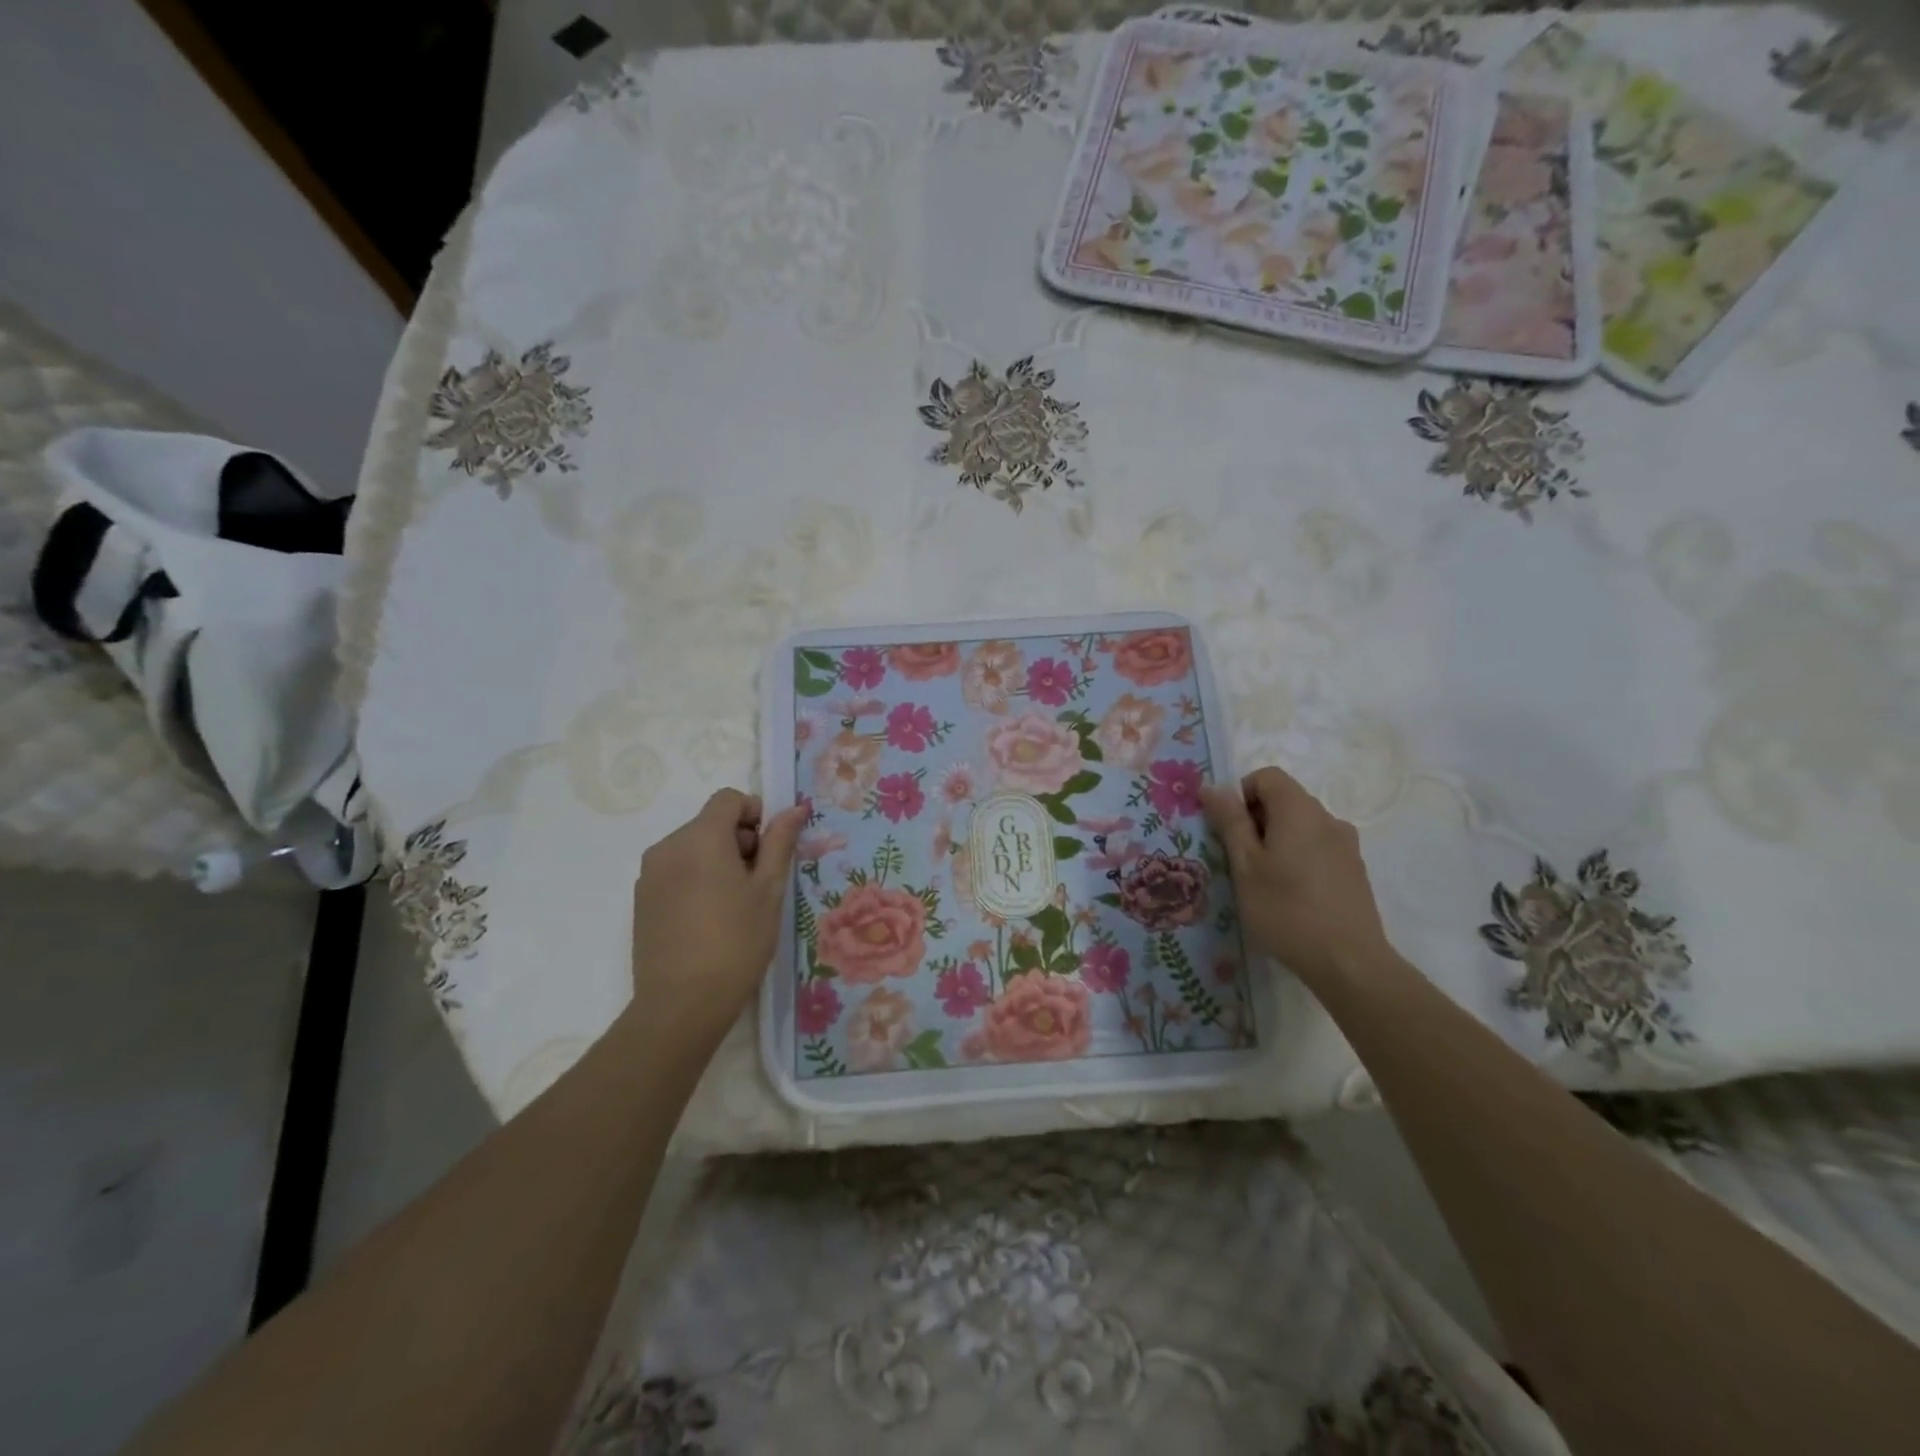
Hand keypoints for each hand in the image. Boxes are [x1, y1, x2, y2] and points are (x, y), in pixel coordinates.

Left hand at [629, 789, 803, 1040]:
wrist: (682, 1004)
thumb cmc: (736, 942)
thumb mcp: (769, 890)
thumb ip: (780, 843)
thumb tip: (794, 809)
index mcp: (701, 838)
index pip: (728, 799)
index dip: (755, 814)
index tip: (769, 850)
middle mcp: (668, 846)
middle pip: (710, 823)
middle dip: (738, 840)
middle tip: (758, 883)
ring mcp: (650, 874)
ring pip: (692, 848)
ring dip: (717, 860)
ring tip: (734, 905)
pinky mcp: (641, 900)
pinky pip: (675, 871)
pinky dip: (696, 879)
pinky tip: (709, 919)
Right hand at [1201, 766, 1391, 985]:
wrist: (1349, 962)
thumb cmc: (1286, 910)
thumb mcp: (1245, 865)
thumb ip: (1230, 821)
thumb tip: (1211, 787)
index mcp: (1299, 810)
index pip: (1266, 776)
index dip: (1241, 795)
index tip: (1230, 831)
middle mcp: (1327, 818)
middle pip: (1284, 800)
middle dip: (1256, 820)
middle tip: (1241, 861)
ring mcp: (1346, 845)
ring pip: (1301, 826)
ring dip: (1277, 841)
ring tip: (1265, 882)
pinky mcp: (1355, 870)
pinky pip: (1318, 848)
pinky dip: (1298, 858)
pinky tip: (1292, 896)